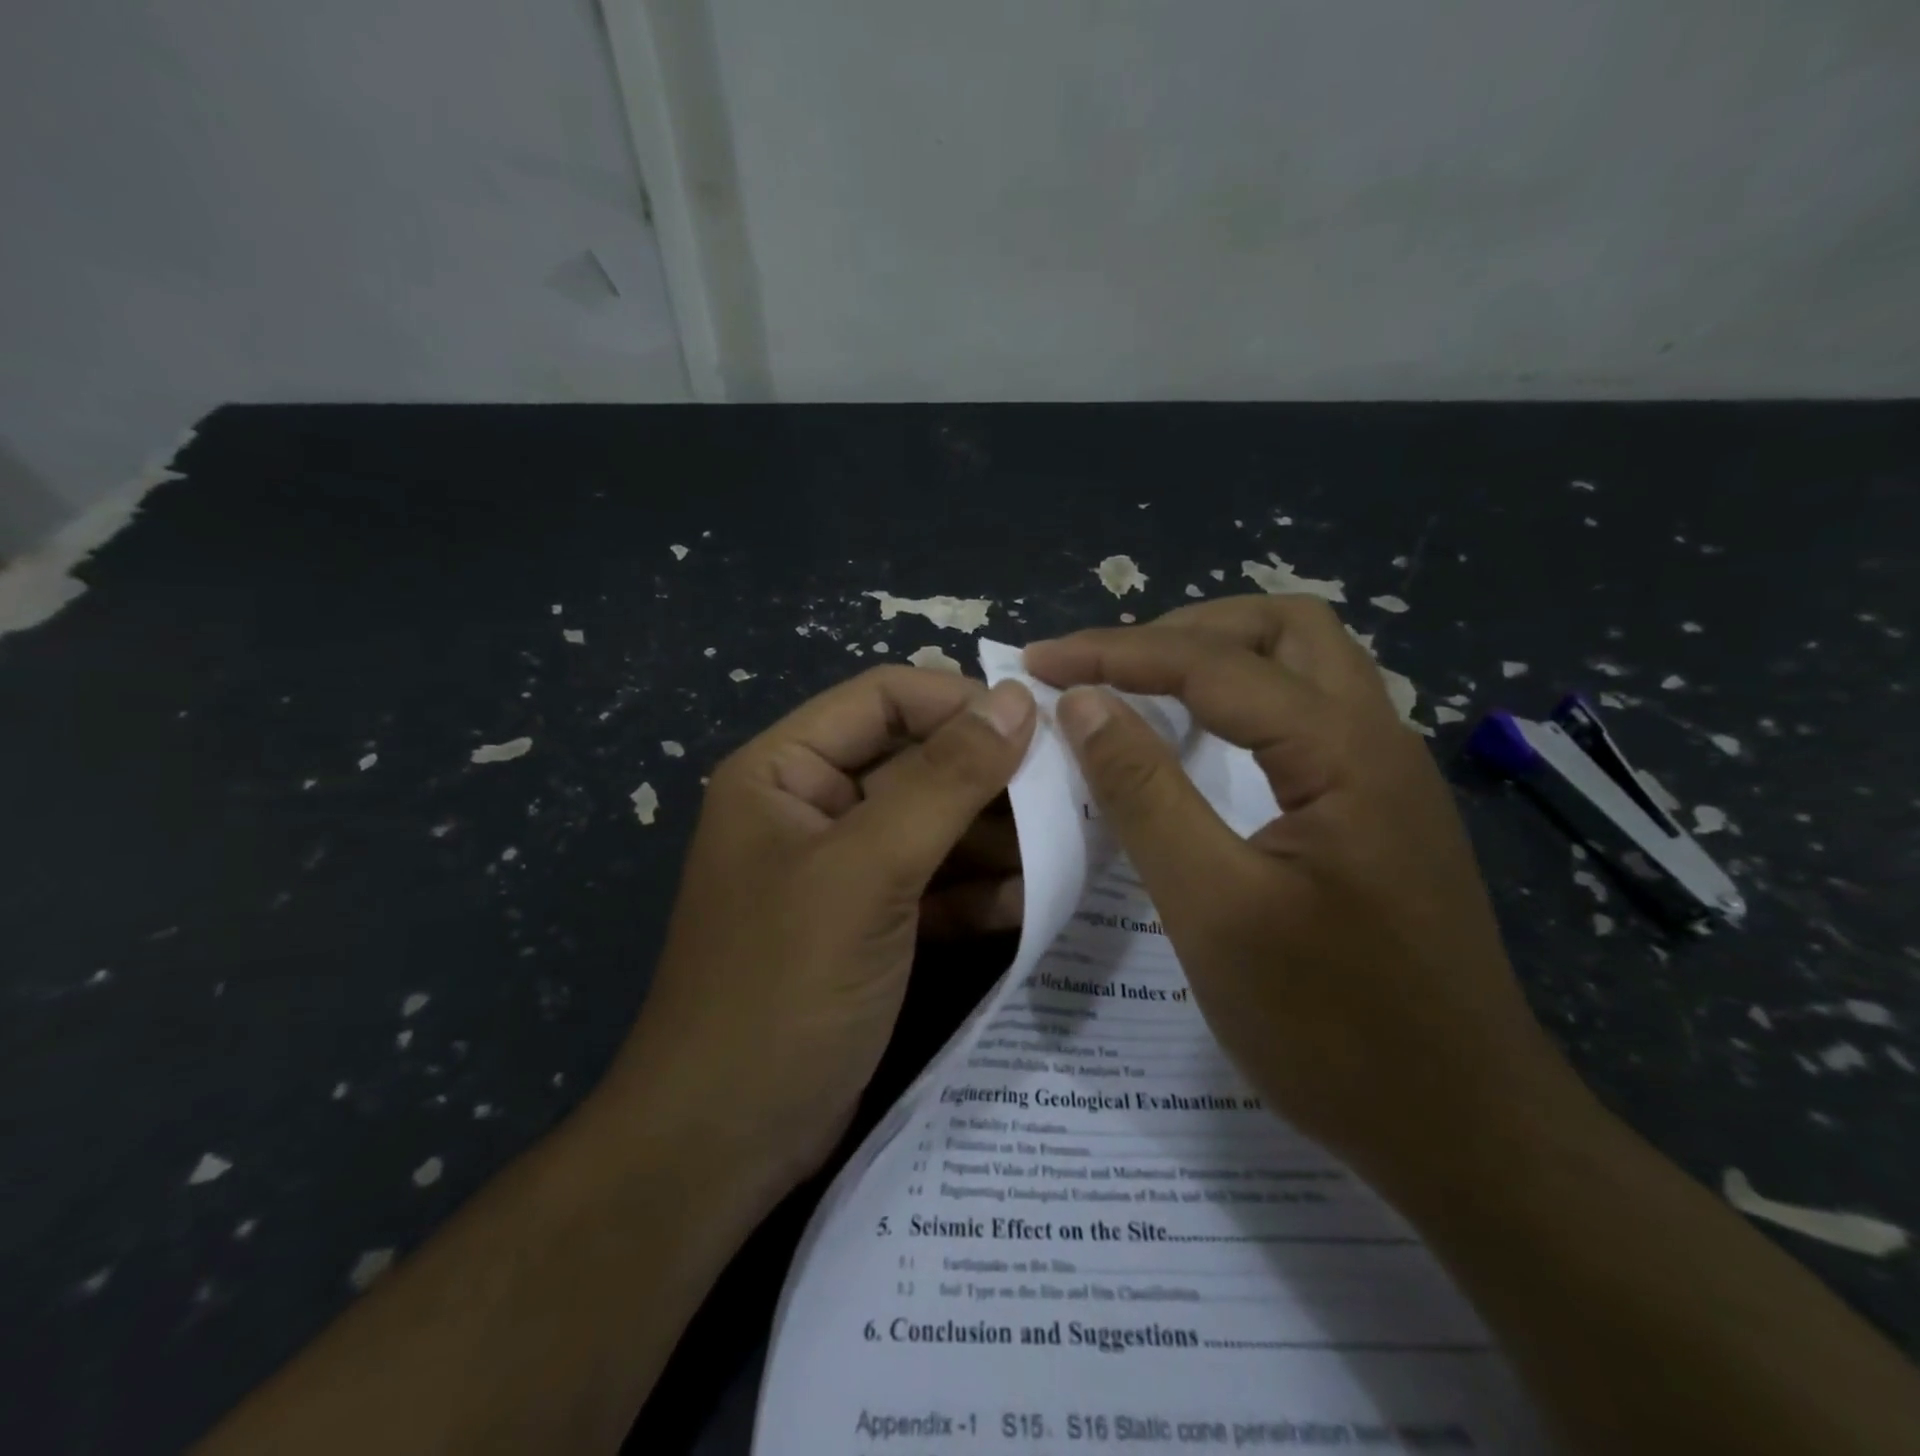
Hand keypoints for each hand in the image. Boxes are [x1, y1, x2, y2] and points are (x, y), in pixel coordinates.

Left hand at [606, 665, 1035, 1199]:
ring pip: (937, 826)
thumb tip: (1016, 701)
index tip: (1041, 726)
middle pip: (918, 762)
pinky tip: (1035, 902)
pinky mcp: (875, 924)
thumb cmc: (783, 986)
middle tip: (1072, 791)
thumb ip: (945, 781)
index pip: (884, 698)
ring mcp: (847, 870)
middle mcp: (814, 808)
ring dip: (998, 837)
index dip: (960, 703)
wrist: (726, 1142)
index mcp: (785, 770)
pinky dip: (982, 890)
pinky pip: (938, 884)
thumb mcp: (867, 871)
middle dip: (991, 778)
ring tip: (1070, 845)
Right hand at [1024, 596, 1562, 1178]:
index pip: (1215, 662)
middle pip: (1284, 627)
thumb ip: (1145, 794)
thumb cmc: (1332, 1028)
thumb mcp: (1214, 909)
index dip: (1116, 652)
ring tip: (1142, 691)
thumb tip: (1083, 704)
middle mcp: (1379, 741)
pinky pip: (1308, 718)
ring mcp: (1387, 777)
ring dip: (1219, 660)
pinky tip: (1201, 748)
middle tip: (1108, 670)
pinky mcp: (1380, 813)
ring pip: (1306, 667)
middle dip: (1184, 631)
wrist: (1466, 1133)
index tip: (1040, 662)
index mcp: (1345, 752)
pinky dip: (1243, 705)